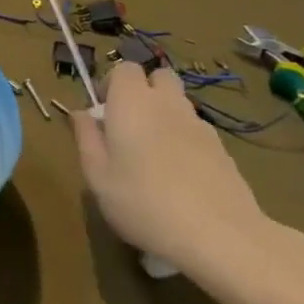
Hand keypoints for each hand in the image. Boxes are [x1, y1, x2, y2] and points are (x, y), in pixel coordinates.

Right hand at [70, 62, 300, 282]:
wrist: (220, 235)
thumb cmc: (143, 202)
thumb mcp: (97, 176)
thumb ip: (86, 138)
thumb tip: (81, 113)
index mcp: (131, 102)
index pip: (125, 68)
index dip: (112, 84)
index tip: (103, 112)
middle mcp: (166, 103)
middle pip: (159, 77)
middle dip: (144, 90)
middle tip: (131, 124)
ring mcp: (199, 125)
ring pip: (179, 103)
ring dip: (165, 114)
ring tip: (155, 154)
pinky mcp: (223, 149)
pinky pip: (197, 130)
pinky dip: (185, 140)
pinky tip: (181, 176)